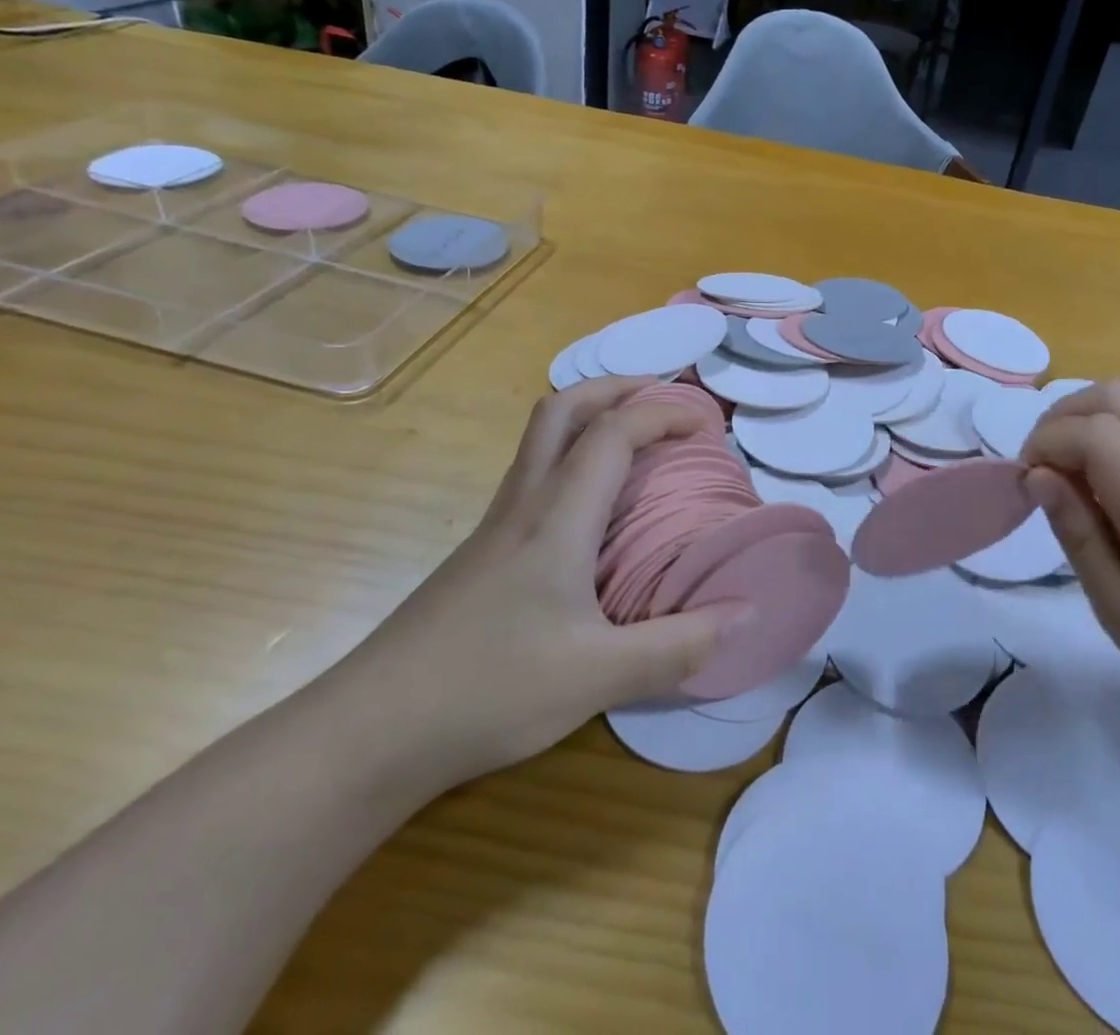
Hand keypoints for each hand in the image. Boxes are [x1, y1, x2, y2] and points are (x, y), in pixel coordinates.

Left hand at [323, 378, 745, 798]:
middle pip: (562, 409)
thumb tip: (751, 612)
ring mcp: (496, 526)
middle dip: (616, 389)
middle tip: (661, 401)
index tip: (706, 423)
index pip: (613, 431)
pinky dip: (571, 459)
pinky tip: (590, 510)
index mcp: (557, 515)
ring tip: (634, 442)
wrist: (369, 731)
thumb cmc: (489, 690)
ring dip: (589, 418)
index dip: (663, 412)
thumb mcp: (599, 676)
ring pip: (540, 439)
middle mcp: (524, 503)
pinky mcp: (481, 553)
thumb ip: (681, 645)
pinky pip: (533, 475)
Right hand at [1021, 381, 1119, 757]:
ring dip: (1089, 426)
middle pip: (1114, 397)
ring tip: (1074, 484)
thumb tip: (1038, 477)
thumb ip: (1079, 537)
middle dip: (1061, 418)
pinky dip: (1119, 440)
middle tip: (1042, 470)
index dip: (1045, 442)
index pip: (1094, 432)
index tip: (1026, 483)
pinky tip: (1115, 496)